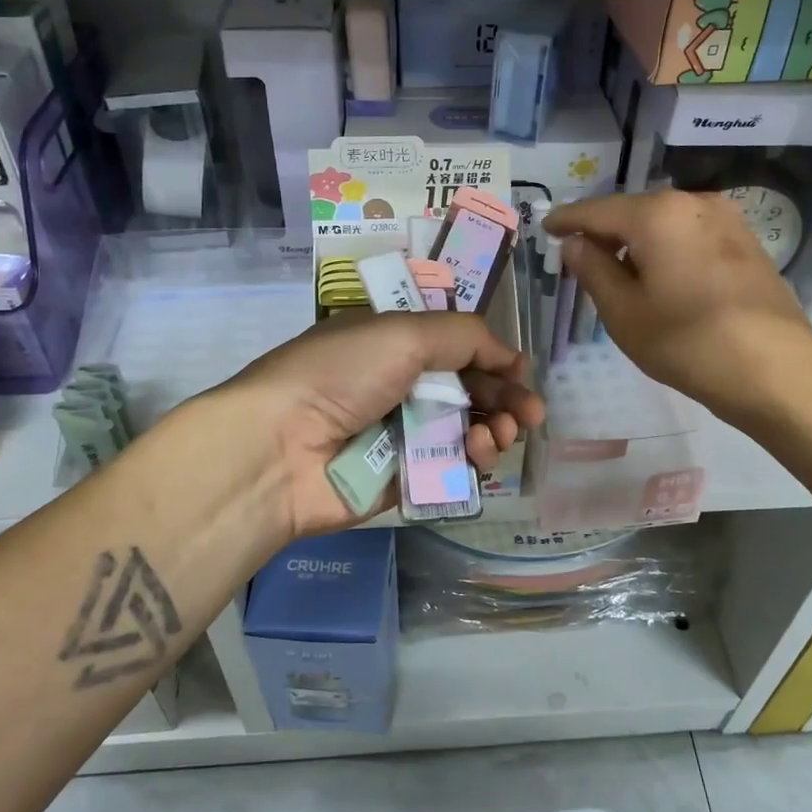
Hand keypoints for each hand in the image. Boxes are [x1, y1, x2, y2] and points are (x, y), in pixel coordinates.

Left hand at [197, 311, 543, 536]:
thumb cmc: (342, 375)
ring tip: (501, 435)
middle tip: (531, 415)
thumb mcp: (405, 332)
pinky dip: (471, 461)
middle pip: (467, 391)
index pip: (455, 347)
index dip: (492, 358)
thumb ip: (465, 335)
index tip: (520, 373)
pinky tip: (480, 454)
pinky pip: (448, 468)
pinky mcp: (400, 479)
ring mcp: (398, 434)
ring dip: (494, 430)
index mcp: (392, 344)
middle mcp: (397, 386)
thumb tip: (509, 356)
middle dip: (504, 399)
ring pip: (464, 431)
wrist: (280, 448)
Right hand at [545, 189, 811, 425]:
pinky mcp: (747, 242)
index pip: (597, 210)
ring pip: (665, 223)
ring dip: (638, 242)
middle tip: (580, 258)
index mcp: (657, 214)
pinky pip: (691, 235)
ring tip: (620, 274)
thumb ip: (593, 270)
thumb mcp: (624, 312)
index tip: (546, 228)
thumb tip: (575, 243)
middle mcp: (693, 202)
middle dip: (604, 232)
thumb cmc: (687, 343)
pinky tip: (663, 278)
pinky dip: (668, 248)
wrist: (776, 370)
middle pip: (633, 212)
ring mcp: (727, 220)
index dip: (567, 220)